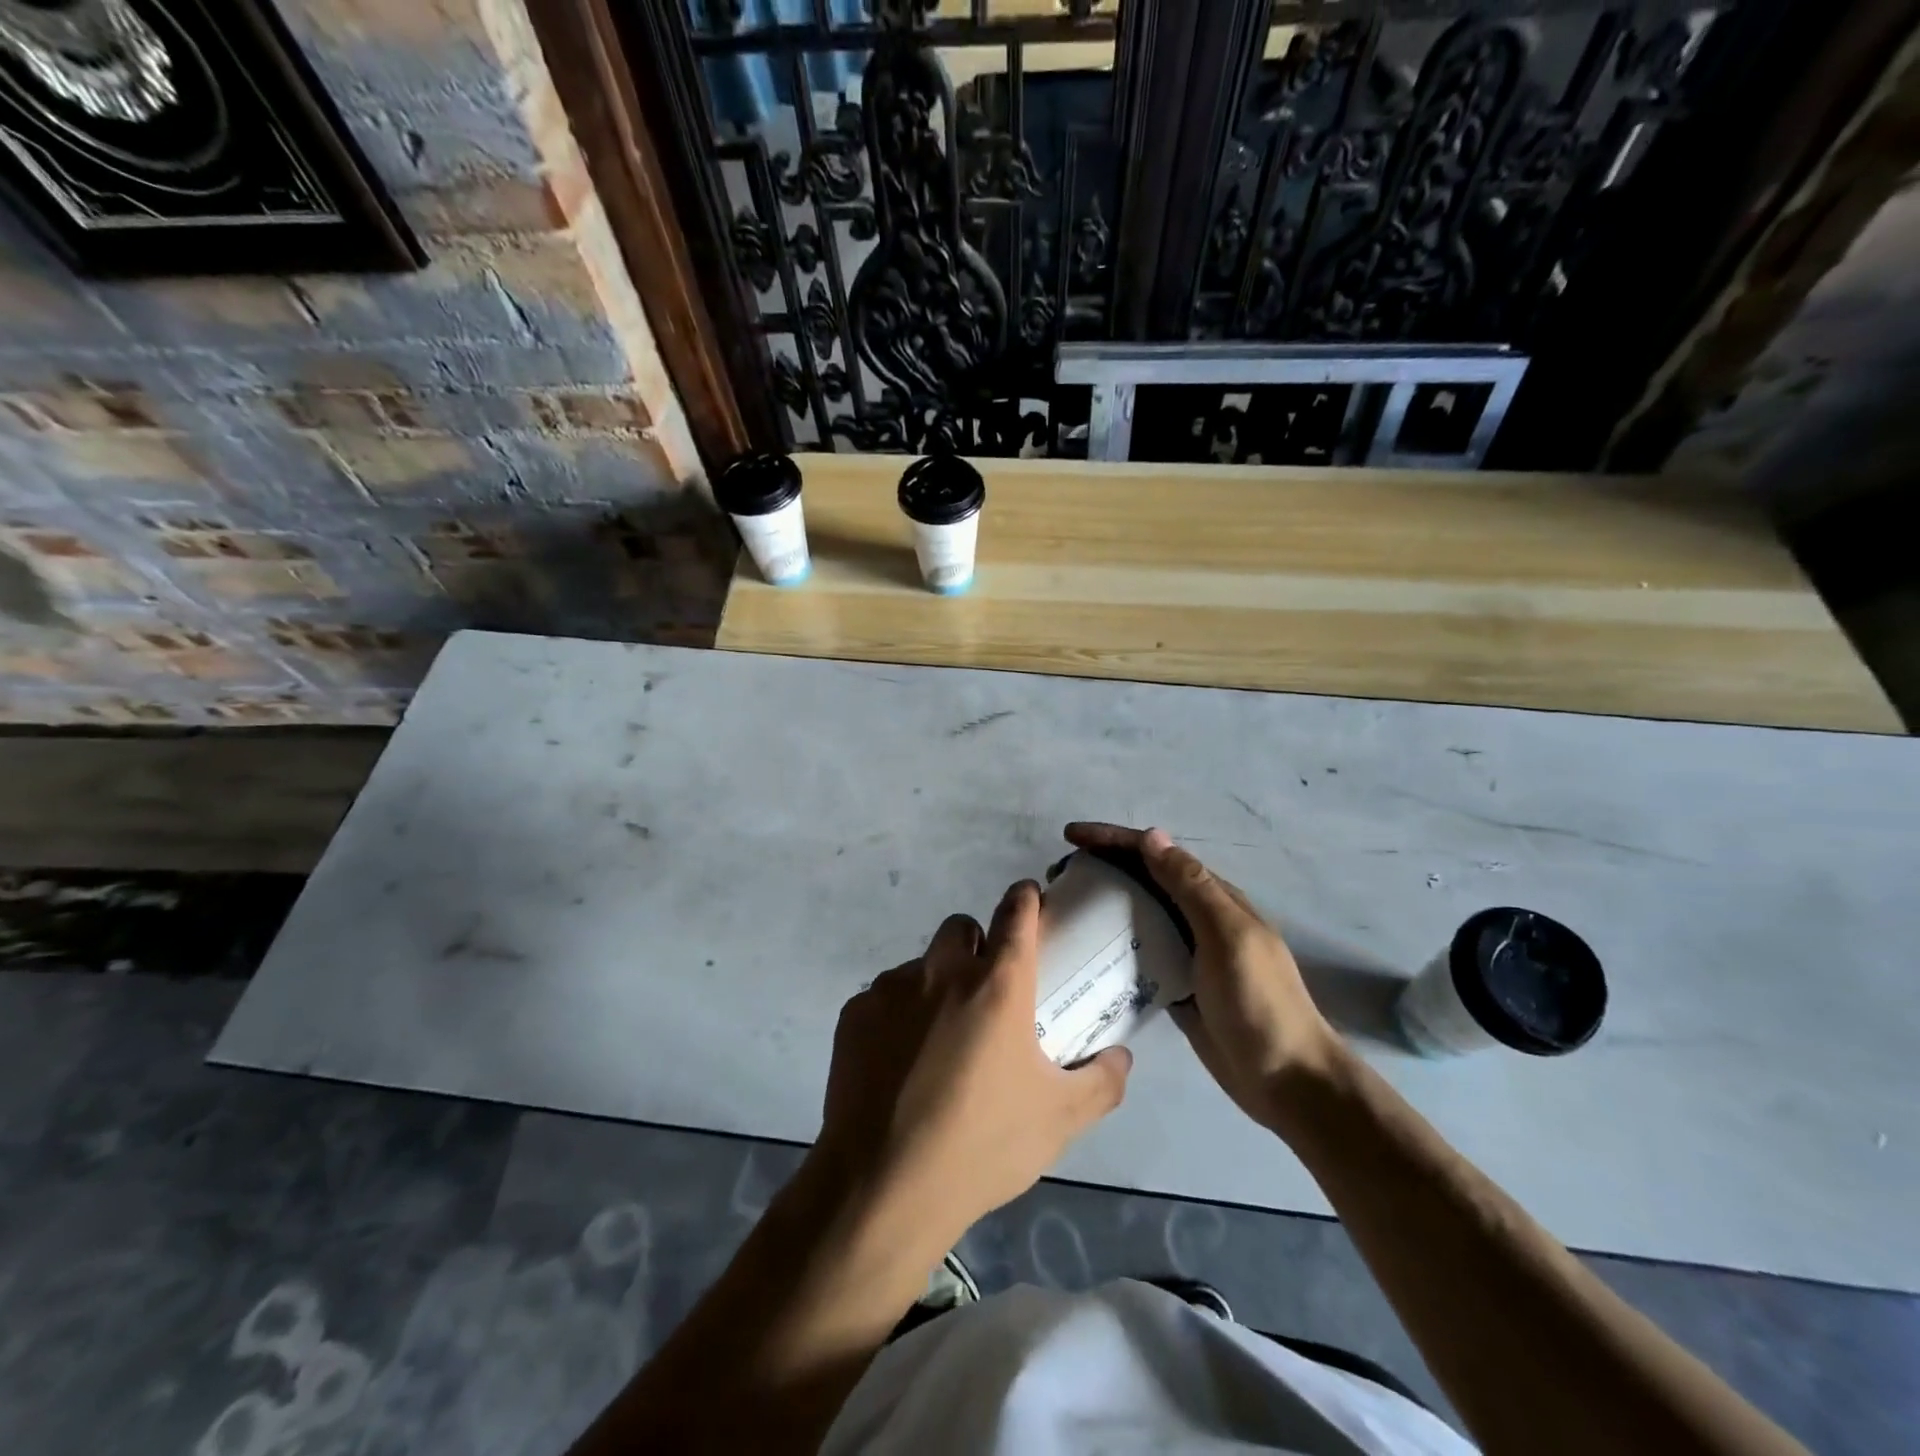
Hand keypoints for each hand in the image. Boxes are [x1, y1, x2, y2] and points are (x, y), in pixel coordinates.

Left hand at [814, 882, 1132, 1253]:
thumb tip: (1120, 1057)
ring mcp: (892, 988)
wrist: (883, 1186)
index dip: (1026, 899)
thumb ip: (1101, 1081)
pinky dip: (897, 1016)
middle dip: (976, 945)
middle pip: (962, 929)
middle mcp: (943, 971)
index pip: (1016, 912)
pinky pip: (884, 997)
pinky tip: (899, 1065)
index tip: (1030, 902)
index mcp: (997, 984)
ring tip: (938, 1041)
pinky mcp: (855, 1013)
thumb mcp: (1059, 1120)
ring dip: (935, 985)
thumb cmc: (982, 1145)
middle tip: (986, 993)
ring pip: (921, 965)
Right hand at [1065, 823, 1341, 1126]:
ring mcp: (1187, 953)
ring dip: (1102, 904)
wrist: (1288, 1080)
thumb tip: (1151, 836)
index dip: (1112, 840)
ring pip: (1137, 915)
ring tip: (1063, 908)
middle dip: (1101, 867)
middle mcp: (1197, 918)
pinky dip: (1112, 945)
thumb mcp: (1228, 936)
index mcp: (1213, 898)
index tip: (1070, 838)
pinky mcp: (1176, 986)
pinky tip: (1085, 951)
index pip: (1155, 854)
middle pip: (1143, 880)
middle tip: (1057, 876)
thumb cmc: (1260, 1002)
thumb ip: (1191, 887)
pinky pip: (1138, 955)